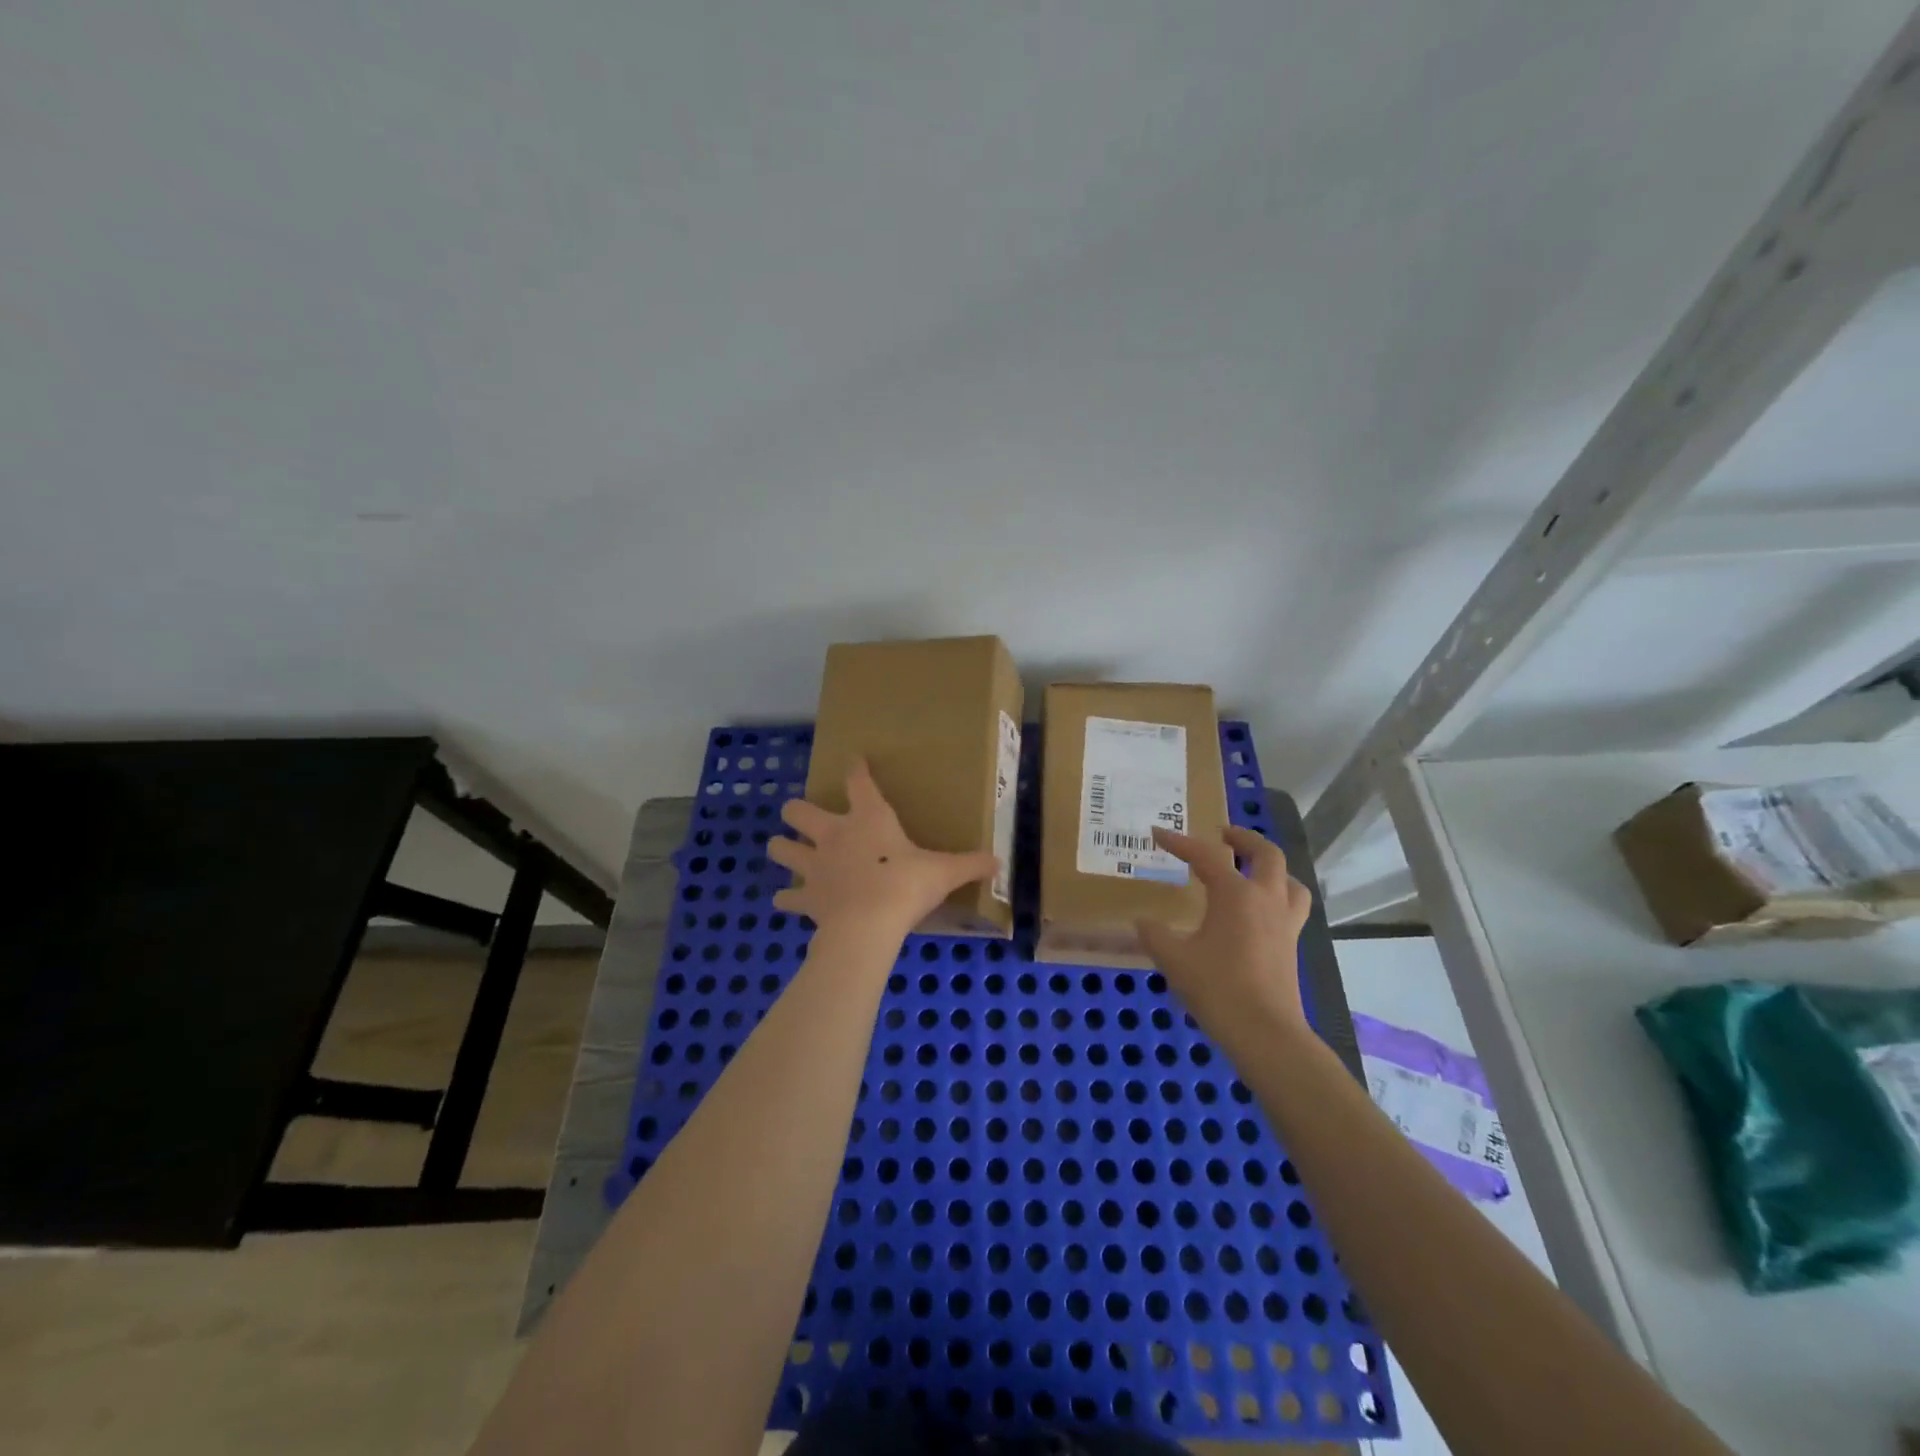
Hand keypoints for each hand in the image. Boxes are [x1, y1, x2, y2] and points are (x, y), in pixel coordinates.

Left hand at [768, 759, 998, 939]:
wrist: (868, 925)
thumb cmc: (906, 886)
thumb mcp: (945, 872)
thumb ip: (970, 864)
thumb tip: (999, 862)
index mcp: (869, 818)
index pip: (858, 781)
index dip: (856, 768)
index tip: (854, 760)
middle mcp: (834, 835)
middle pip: (800, 811)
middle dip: (797, 810)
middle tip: (803, 815)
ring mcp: (815, 865)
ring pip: (782, 848)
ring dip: (782, 847)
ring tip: (785, 849)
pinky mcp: (807, 897)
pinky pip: (788, 896)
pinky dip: (788, 898)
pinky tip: (787, 900)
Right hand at [1136, 826, 1313, 1040]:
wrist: (1264, 1032)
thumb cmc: (1217, 988)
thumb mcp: (1174, 959)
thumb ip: (1155, 935)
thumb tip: (1143, 922)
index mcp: (1235, 894)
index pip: (1206, 856)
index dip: (1179, 842)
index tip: (1158, 833)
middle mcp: (1265, 899)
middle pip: (1266, 853)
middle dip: (1243, 838)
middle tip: (1222, 834)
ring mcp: (1284, 922)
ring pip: (1288, 879)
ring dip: (1270, 867)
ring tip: (1250, 869)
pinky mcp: (1291, 945)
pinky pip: (1291, 906)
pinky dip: (1277, 895)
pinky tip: (1259, 911)